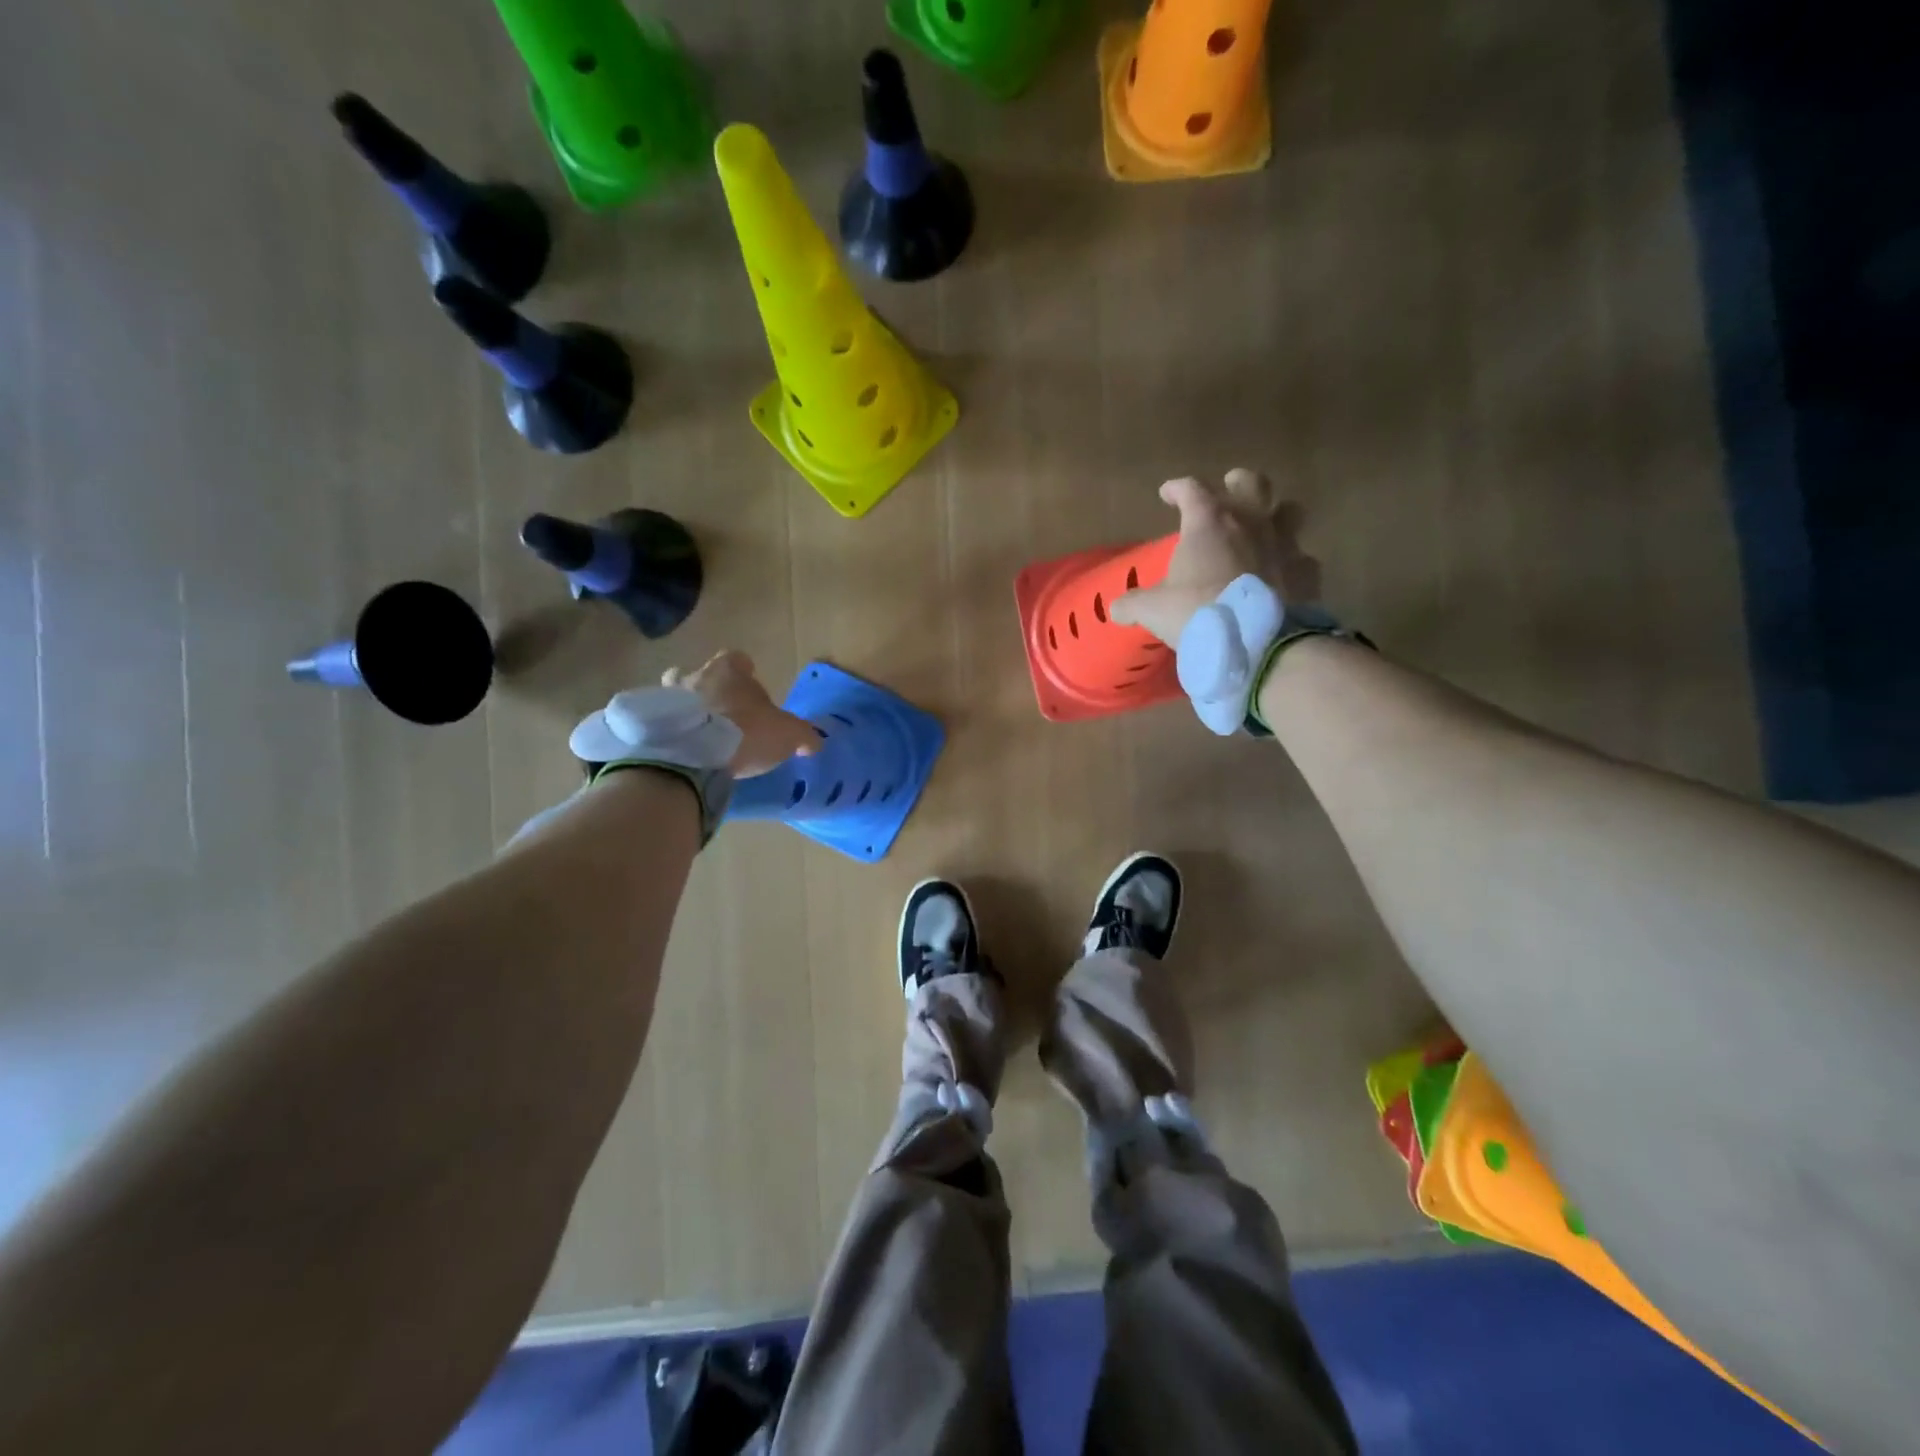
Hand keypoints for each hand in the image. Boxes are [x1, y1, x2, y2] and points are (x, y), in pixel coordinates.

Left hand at [663, 651, 820, 776]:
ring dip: (685, 710)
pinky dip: (668, 732)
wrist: (691, 757)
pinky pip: (660, 723)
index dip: (745, 671)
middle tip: (721, 713)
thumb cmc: (745, 733)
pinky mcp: (649, 724)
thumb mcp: (787, 735)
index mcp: (729, 671)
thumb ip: (802, 735)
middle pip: (700, 674)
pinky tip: (679, 751)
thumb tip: (813, 742)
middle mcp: (695, 676)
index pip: (737, 659)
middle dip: (709, 689)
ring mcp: (667, 698)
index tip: (751, 686)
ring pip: (675, 696)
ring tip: (696, 734)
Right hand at [1109, 470, 1300, 646]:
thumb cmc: (1196, 612)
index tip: (1167, 494)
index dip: (1177, 488)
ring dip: (1275, 515)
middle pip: (1251, 483)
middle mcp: (1251, 522)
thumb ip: (1133, 604)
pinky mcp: (1307, 573)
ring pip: (1288, 511)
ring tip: (1262, 528)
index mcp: (1209, 522)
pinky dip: (1292, 564)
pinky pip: (1303, 559)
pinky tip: (1282, 575)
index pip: (1191, 489)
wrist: (1256, 642)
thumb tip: (1116, 609)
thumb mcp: (1153, 610)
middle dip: (1237, 483)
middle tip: (1227, 490)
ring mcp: (1285, 545)